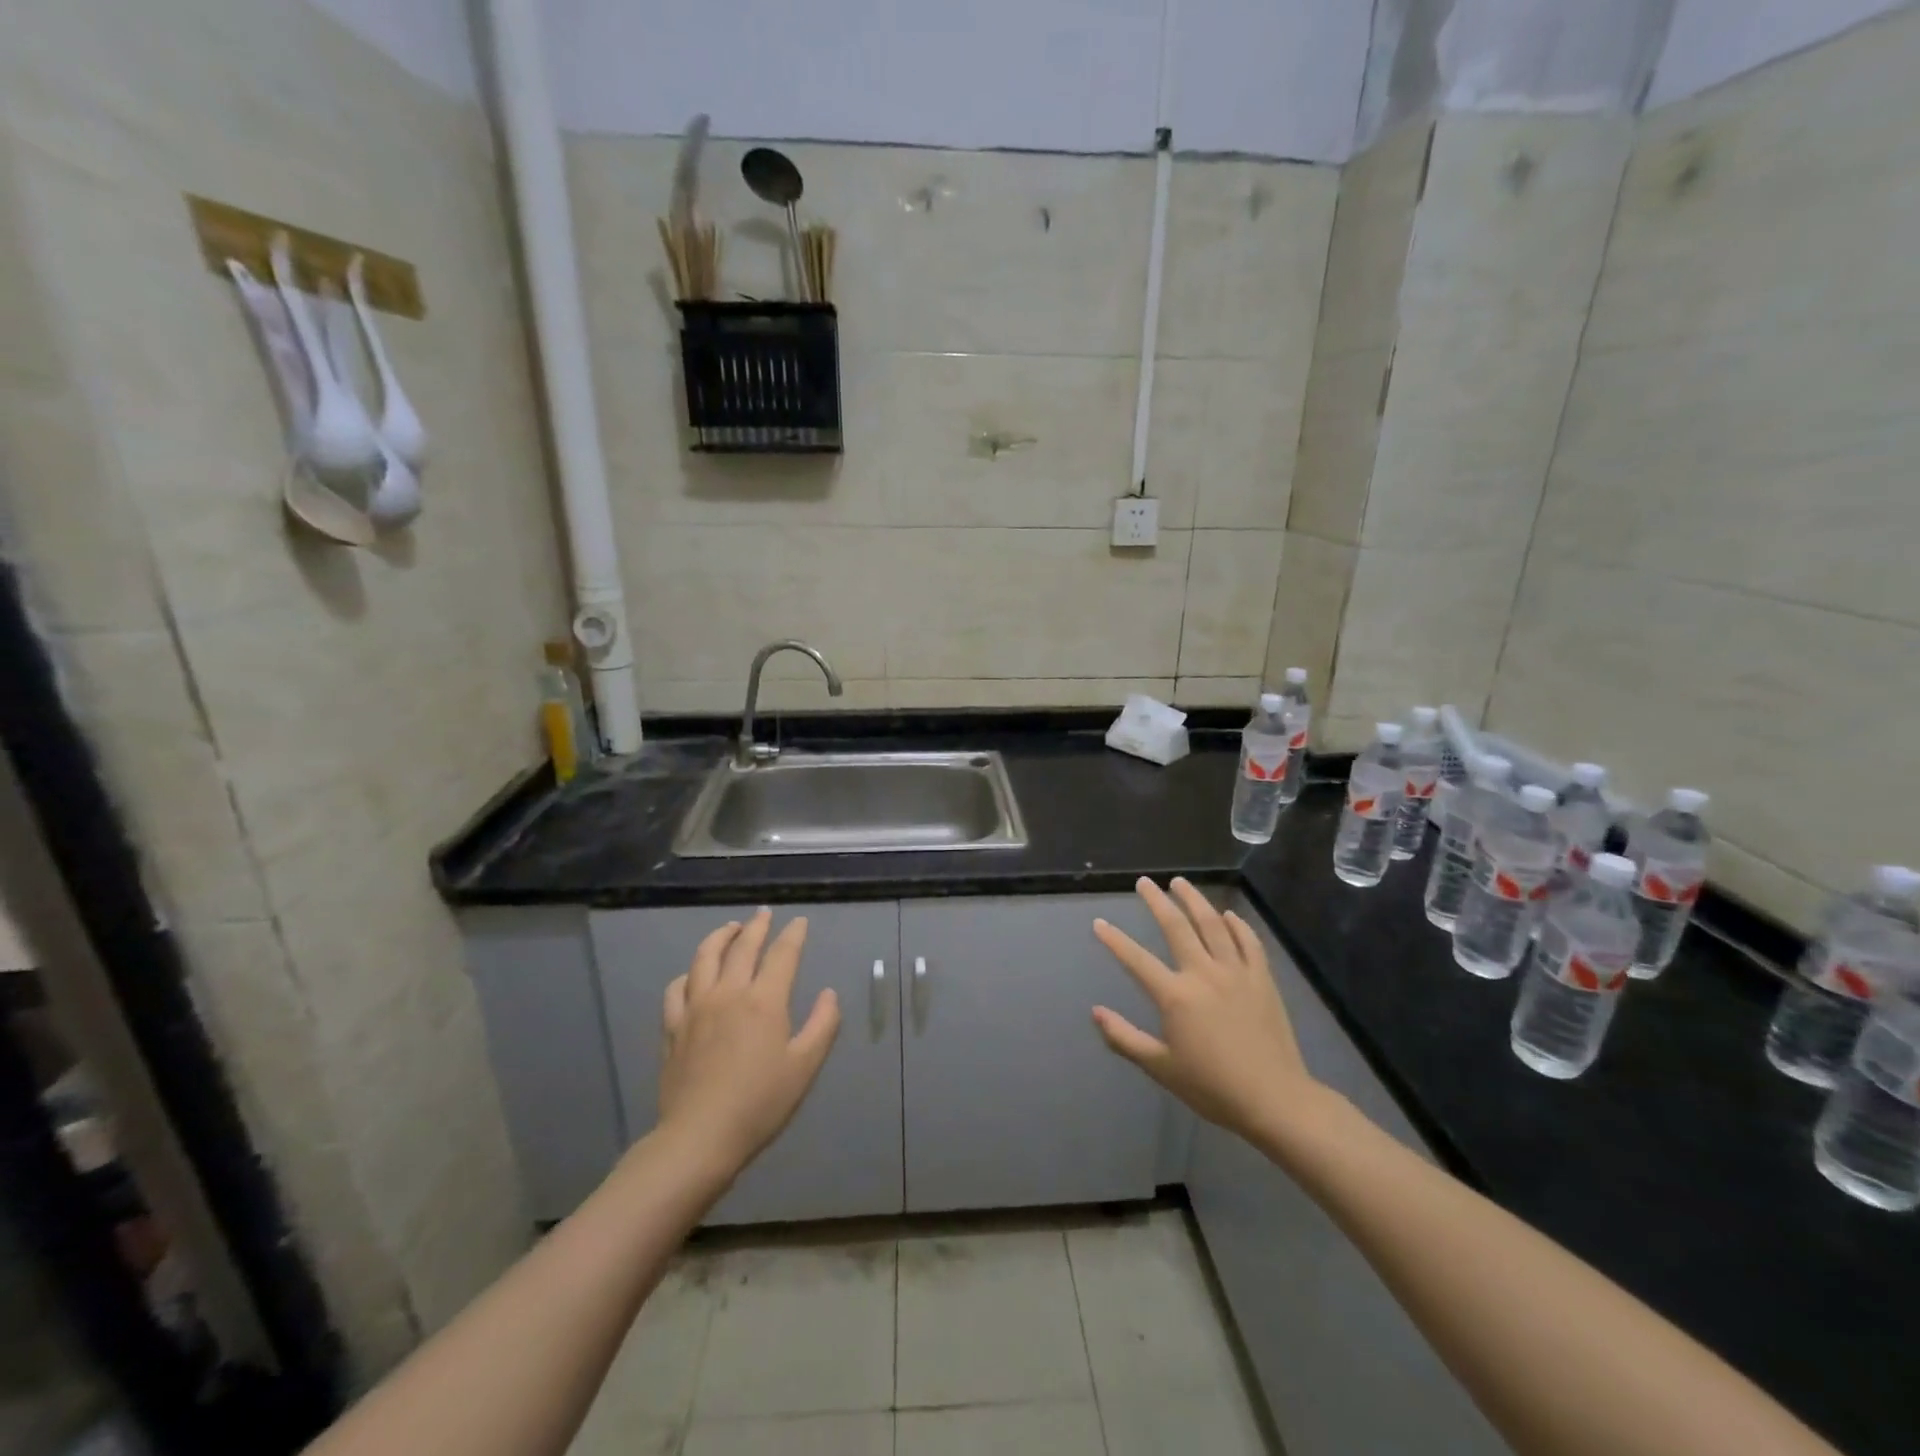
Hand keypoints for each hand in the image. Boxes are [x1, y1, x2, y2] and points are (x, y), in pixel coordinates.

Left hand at [659, 909, 840, 1173]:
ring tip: (730, 929)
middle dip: (756, 926)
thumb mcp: (804, 1067)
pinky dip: (688, 973)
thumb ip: (822, 1025)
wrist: (699, 1138)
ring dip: (720, 937)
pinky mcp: (673, 1027)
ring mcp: (695, 1008)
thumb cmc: (760, 1103)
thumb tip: (829, 994)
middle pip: (742, 947)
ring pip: (705, 958)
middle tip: (763, 914)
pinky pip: (677, 988)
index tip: (799, 922)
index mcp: (764, 1001)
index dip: (793, 935)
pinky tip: (693, 975)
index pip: (782, 954)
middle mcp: (728, 993)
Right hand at [1092, 877, 1322, 1141]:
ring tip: (1180, 883)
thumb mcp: (1161, 1068)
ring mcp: (1237, 973)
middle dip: (1157, 901)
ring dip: (1194, 900)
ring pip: (1213, 924)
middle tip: (1144, 882)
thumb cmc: (1213, 1088)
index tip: (1099, 922)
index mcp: (1176, 996)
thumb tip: (1095, 1012)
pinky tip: (1228, 914)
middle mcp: (1204, 974)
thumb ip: (1124, 1038)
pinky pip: (1249, 942)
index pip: (1136, 960)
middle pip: (1176, 927)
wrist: (1275, 1100)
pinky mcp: (1263, 979)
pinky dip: (1237, 925)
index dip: (1114, 940)